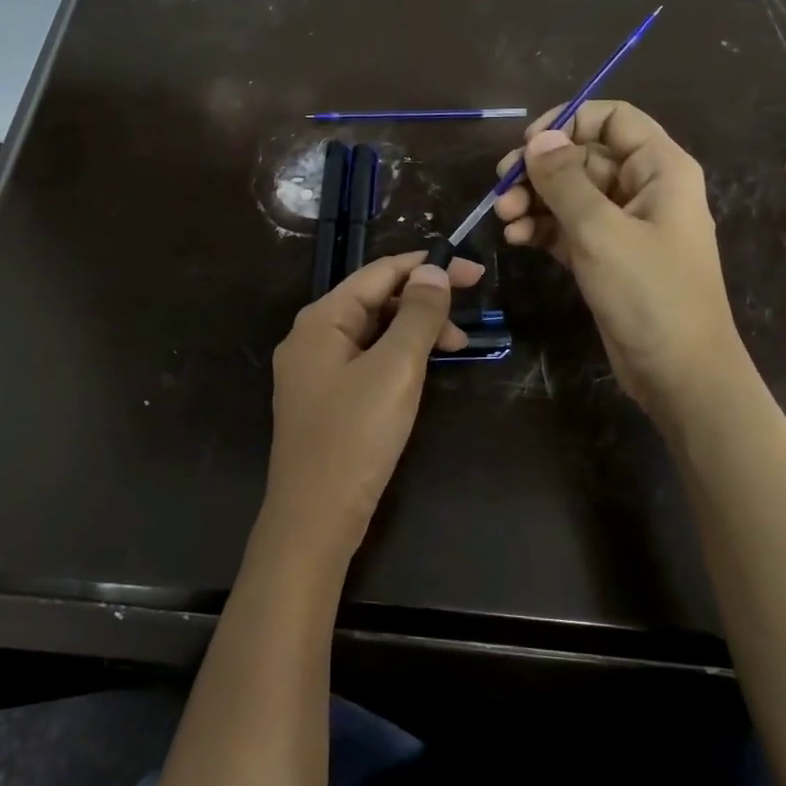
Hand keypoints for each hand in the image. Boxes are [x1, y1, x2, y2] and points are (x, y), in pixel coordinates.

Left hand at [260, 251, 484, 563]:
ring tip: (456, 346)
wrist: (314, 518)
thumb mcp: (395, 369)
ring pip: (372, 332)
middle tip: (469, 317)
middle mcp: (311, 337)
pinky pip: (366, 360)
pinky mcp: (325, 399)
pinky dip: (397, 356)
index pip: (378, 273)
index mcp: (320, 319)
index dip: (428, 267)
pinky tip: (423, 369)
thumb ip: (417, 315)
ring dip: (414, 331)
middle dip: (422, 302)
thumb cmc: (355, 437)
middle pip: (373, 300)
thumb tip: (434, 272)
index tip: (474, 272)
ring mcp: (314, 371)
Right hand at [494, 100, 742, 416]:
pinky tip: (516, 239)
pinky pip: (567, 228)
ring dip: (534, 201)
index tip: (528, 145)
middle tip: (501, 189)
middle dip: (540, 171)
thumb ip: (565, 180)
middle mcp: (642, 189)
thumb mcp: (602, 232)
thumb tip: (538, 138)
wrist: (678, 373)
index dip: (569, 122)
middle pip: (583, 157)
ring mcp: (622, 225)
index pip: (613, 119)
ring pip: (570, 194)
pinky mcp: (605, 256)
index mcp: (660, 169)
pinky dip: (541, 228)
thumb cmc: (650, 294)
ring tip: (504, 219)